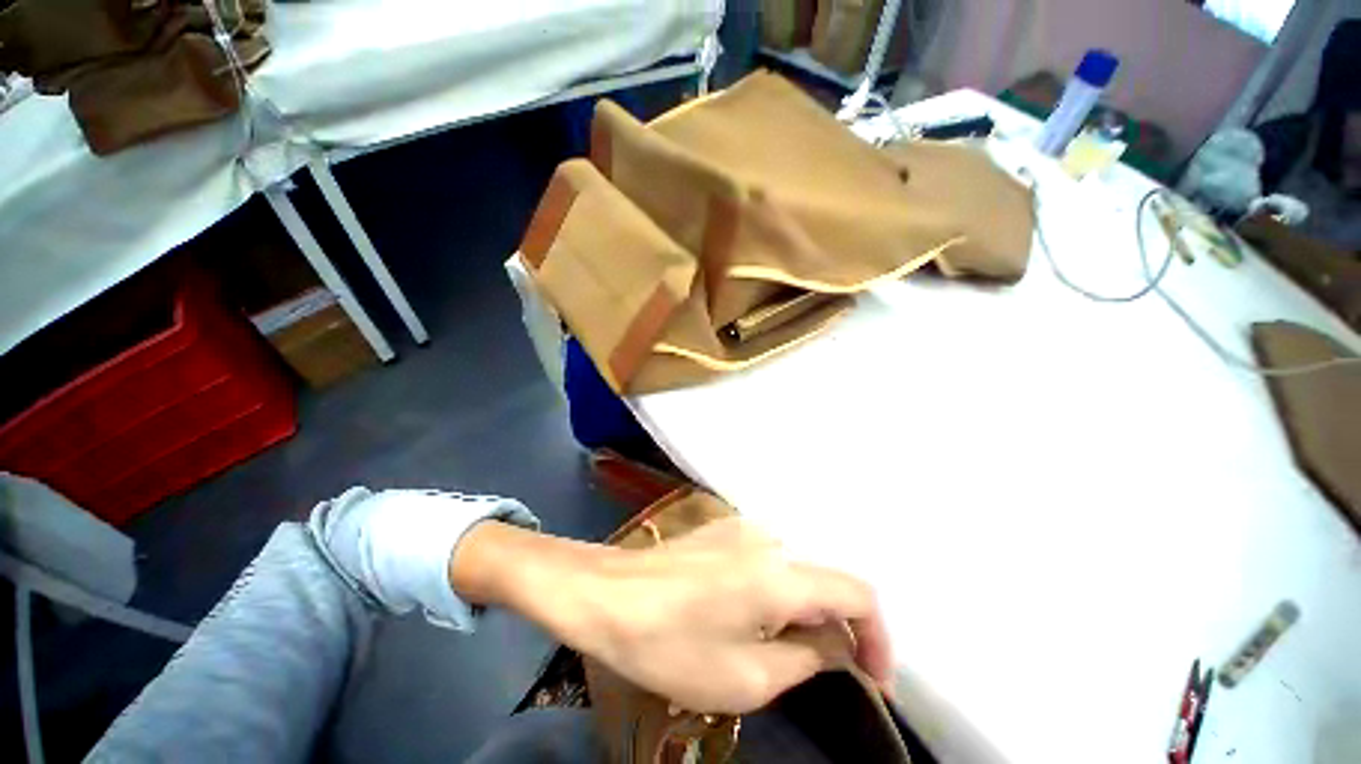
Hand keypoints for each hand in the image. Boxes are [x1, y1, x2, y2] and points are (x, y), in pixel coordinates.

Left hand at [453, 518, 893, 714]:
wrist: (607, 593)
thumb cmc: (670, 642)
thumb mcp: (745, 676)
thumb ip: (806, 658)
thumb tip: (837, 647)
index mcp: (782, 574)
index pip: (859, 594)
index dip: (877, 637)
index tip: (872, 679)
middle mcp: (770, 540)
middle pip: (826, 581)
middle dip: (837, 629)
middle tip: (821, 671)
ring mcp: (744, 528)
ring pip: (796, 570)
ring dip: (804, 610)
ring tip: (780, 647)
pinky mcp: (723, 529)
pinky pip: (768, 559)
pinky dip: (777, 591)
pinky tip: (748, 614)